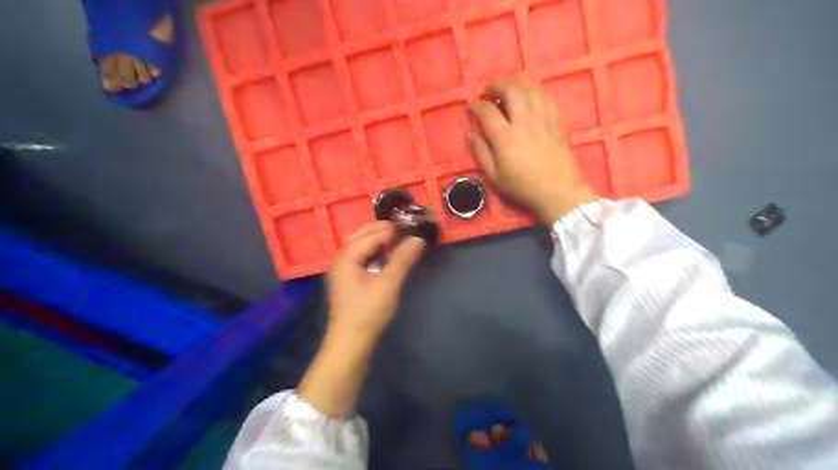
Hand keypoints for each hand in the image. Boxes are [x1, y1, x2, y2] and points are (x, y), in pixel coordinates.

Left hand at [329, 223, 427, 342]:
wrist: (350, 343)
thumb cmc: (368, 312)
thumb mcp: (388, 284)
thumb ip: (403, 259)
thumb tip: (418, 239)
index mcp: (347, 257)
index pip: (371, 235)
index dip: (391, 228)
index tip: (410, 223)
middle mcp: (341, 260)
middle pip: (361, 236)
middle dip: (382, 229)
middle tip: (404, 227)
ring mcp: (343, 271)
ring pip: (360, 247)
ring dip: (378, 239)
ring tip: (398, 238)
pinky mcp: (348, 281)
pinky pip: (361, 257)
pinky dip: (374, 251)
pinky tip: (387, 256)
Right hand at [471, 78, 595, 220]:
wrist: (558, 191)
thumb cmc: (523, 186)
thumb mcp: (494, 176)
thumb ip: (480, 152)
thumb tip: (471, 133)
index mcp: (506, 137)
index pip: (487, 111)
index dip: (475, 105)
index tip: (470, 106)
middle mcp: (524, 121)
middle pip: (510, 89)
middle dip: (495, 85)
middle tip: (488, 93)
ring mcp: (543, 118)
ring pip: (529, 87)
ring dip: (515, 85)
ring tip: (507, 93)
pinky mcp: (556, 119)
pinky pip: (544, 95)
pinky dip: (532, 91)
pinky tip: (527, 98)